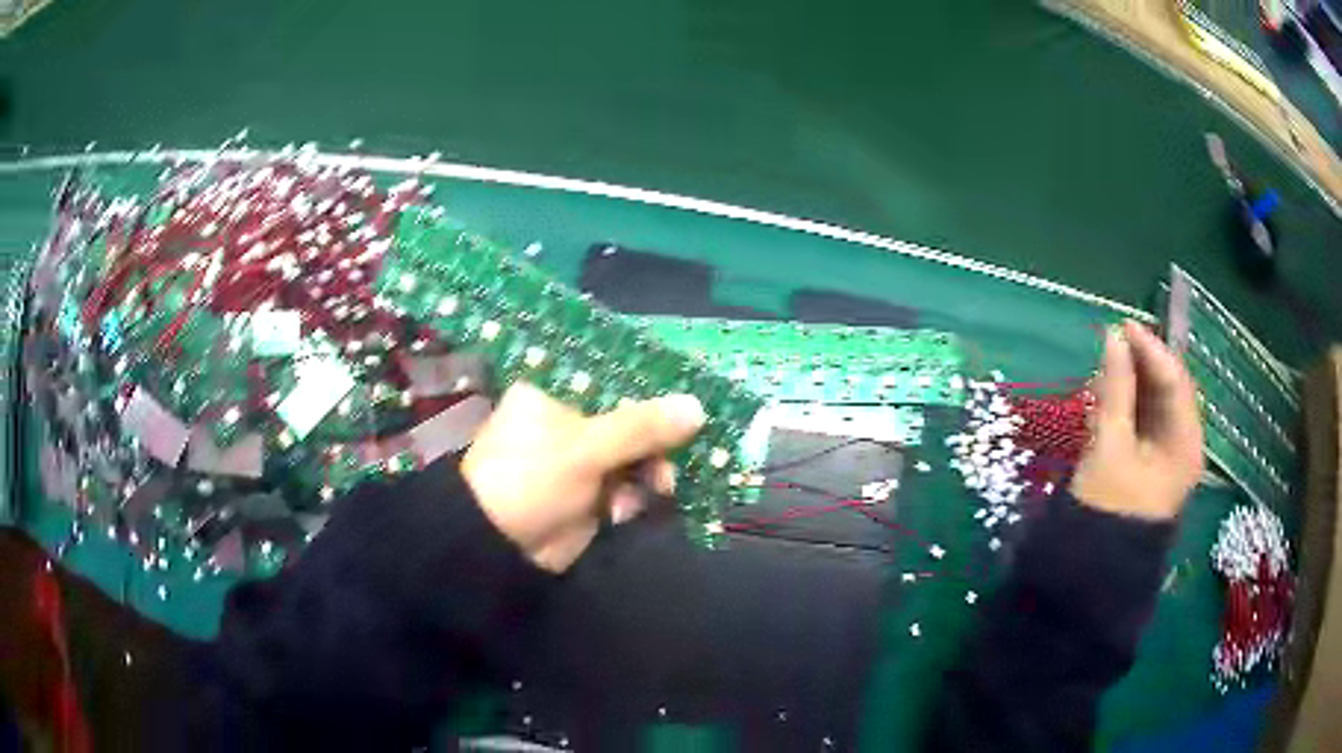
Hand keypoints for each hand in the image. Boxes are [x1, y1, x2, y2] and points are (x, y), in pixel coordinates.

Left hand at [462, 383, 705, 572]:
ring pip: (633, 456)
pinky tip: (625, 511)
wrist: (497, 546)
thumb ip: (640, 428)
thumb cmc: (530, 479)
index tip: (687, 400)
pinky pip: (626, 486)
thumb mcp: (585, 448)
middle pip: (629, 421)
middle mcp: (568, 422)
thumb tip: (697, 406)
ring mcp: (579, 461)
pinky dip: (633, 496)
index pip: (613, 381)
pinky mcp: (588, 494)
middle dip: (656, 441)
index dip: (650, 391)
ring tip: (658, 488)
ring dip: (649, 472)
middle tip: (674, 458)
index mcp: (555, 394)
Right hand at [1070, 321, 1203, 520]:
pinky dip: (1128, 404)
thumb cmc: (1107, 508)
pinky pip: (1145, 421)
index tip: (1121, 326)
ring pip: (1156, 403)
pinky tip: (1110, 394)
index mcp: (1186, 442)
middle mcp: (1184, 443)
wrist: (1094, 569)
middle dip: (1141, 364)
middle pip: (1168, 389)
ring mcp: (1169, 454)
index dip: (1150, 349)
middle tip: (1113, 343)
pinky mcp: (1152, 462)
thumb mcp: (1109, 445)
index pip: (1175, 380)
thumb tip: (1113, 338)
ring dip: (1133, 383)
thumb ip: (1115, 390)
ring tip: (1107, 366)